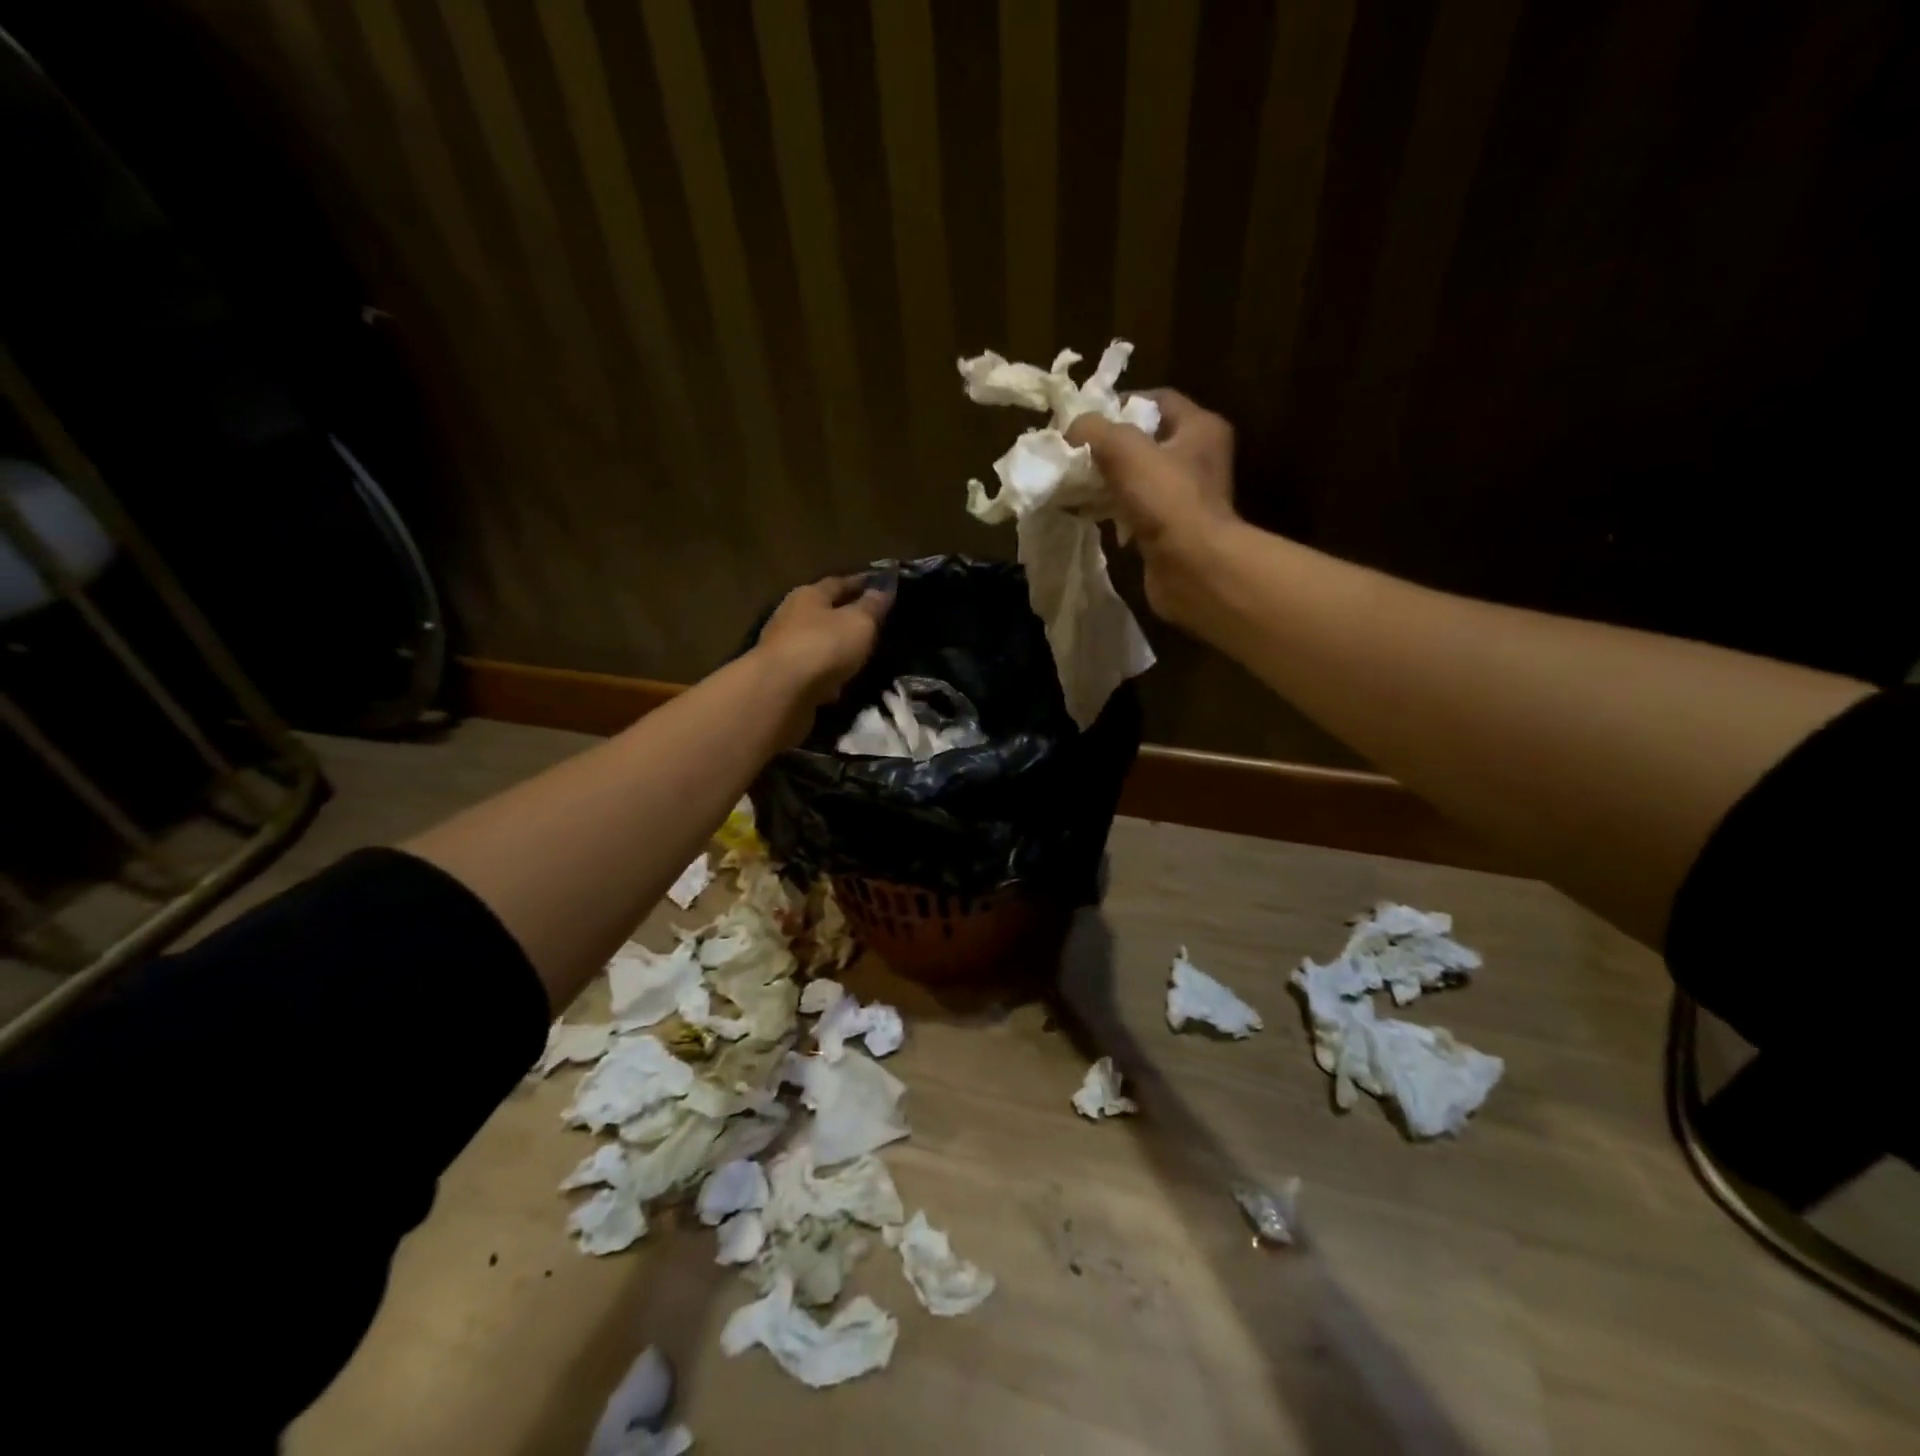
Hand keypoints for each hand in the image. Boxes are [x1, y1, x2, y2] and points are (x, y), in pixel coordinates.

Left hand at [755, 573, 893, 717]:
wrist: (781, 692)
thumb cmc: (823, 646)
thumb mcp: (859, 623)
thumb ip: (872, 607)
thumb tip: (882, 589)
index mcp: (809, 595)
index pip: (839, 582)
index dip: (861, 583)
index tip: (881, 586)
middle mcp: (791, 616)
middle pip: (823, 612)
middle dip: (846, 616)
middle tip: (872, 623)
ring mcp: (784, 648)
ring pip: (816, 643)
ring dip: (835, 647)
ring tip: (859, 655)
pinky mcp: (783, 678)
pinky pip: (812, 671)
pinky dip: (826, 674)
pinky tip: (840, 683)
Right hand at [1066, 390, 1239, 624]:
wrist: (1192, 568)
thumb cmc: (1166, 500)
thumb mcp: (1124, 450)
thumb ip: (1093, 430)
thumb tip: (1071, 429)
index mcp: (1200, 427)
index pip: (1157, 400)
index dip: (1120, 404)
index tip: (1085, 420)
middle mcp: (1199, 458)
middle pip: (1145, 440)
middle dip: (1109, 446)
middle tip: (1075, 452)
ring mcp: (1186, 497)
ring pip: (1139, 478)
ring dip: (1108, 480)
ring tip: (1077, 483)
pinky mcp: (1172, 530)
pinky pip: (1137, 510)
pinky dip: (1114, 510)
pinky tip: (1091, 514)